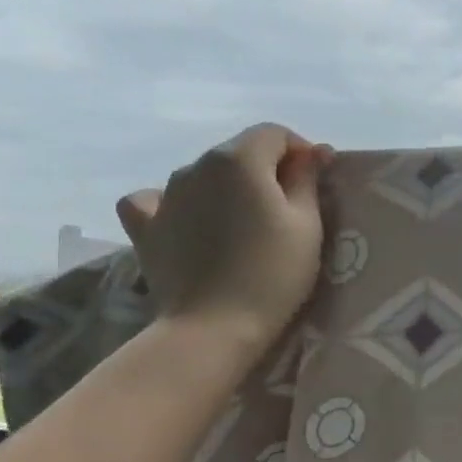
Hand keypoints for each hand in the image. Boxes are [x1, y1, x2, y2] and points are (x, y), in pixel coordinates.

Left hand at [114, 124, 332, 359]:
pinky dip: (175, 205)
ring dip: (227, 189)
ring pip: (203, 176)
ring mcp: (165, 195)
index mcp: (238, 159)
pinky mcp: (145, 227)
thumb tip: (313, 151)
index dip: (300, 151)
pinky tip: (188, 222)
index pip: (274, 133)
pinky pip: (157, 201)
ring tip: (244, 225)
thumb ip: (307, 179)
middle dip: (266, 170)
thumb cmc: (273, 274)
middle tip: (288, 211)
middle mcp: (196, 166)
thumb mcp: (307, 224)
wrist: (213, 327)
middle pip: (238, 152)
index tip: (316, 183)